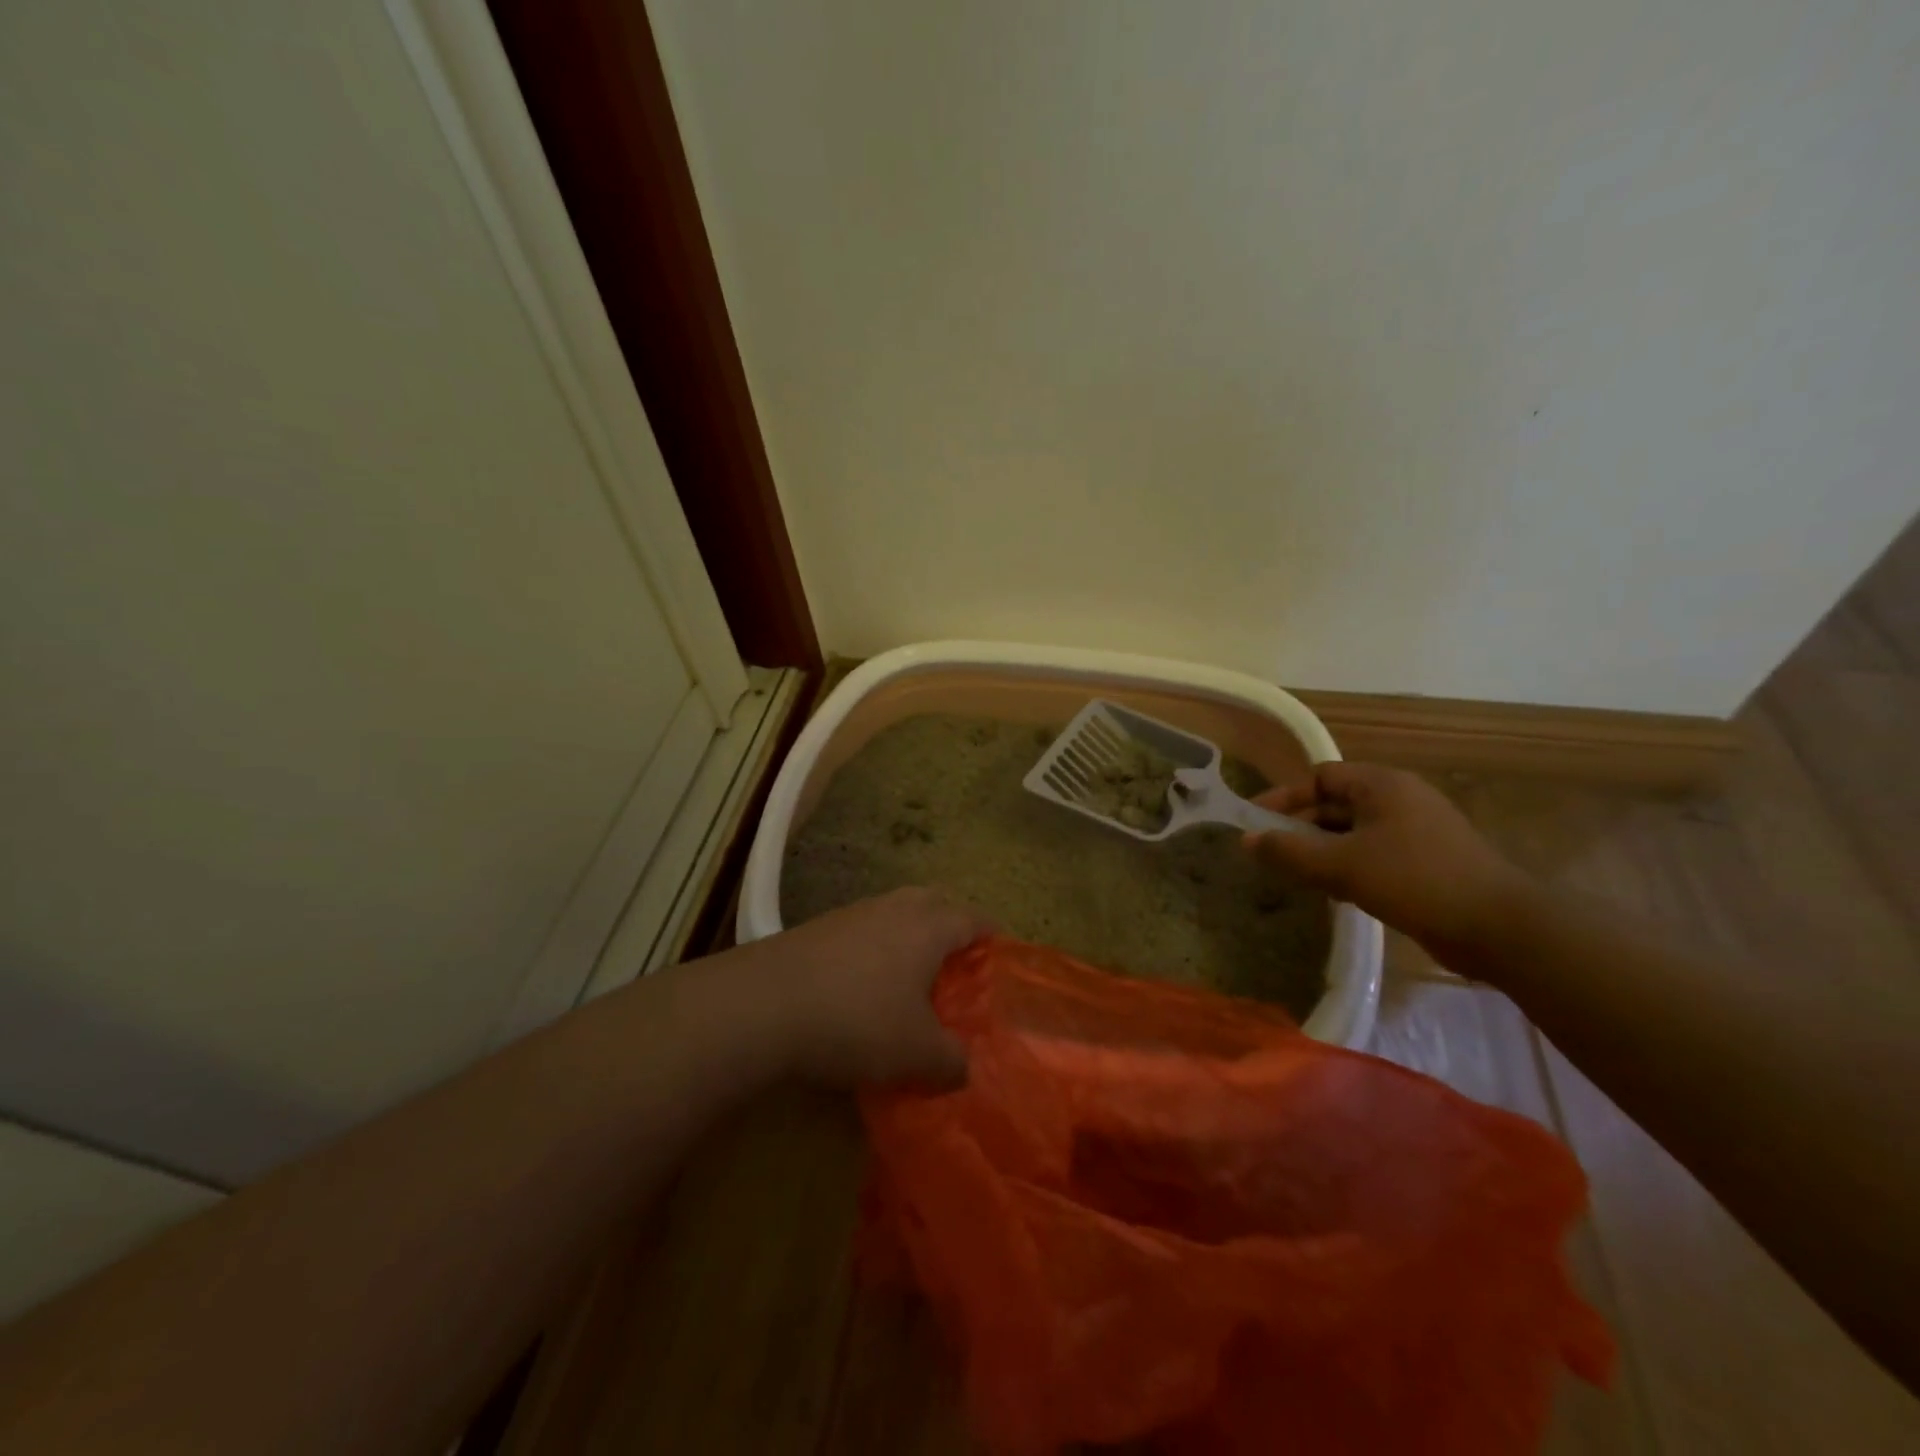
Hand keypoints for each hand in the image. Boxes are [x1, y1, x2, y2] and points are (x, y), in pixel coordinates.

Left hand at [760, 887, 991, 1087]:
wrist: (763, 1005)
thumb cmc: (857, 1021)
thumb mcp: (917, 1054)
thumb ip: (952, 1061)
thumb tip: (963, 1068)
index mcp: (928, 927)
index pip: (973, 920)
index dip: (990, 938)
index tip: (998, 958)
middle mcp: (894, 909)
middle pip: (934, 903)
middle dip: (949, 927)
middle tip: (955, 964)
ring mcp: (852, 914)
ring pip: (894, 915)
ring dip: (907, 939)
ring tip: (908, 981)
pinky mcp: (816, 929)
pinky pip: (861, 932)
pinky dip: (872, 952)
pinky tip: (861, 989)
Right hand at [1244, 762, 1532, 954]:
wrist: (1499, 928)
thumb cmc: (1414, 881)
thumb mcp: (1341, 865)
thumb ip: (1289, 851)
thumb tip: (1247, 840)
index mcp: (1382, 785)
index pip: (1319, 777)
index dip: (1284, 797)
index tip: (1257, 824)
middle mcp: (1400, 798)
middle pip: (1336, 803)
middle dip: (1301, 827)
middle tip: (1272, 855)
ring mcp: (1418, 830)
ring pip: (1354, 832)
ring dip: (1323, 850)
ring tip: (1298, 876)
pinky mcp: (1428, 861)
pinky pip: (1374, 853)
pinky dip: (1349, 865)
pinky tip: (1336, 892)